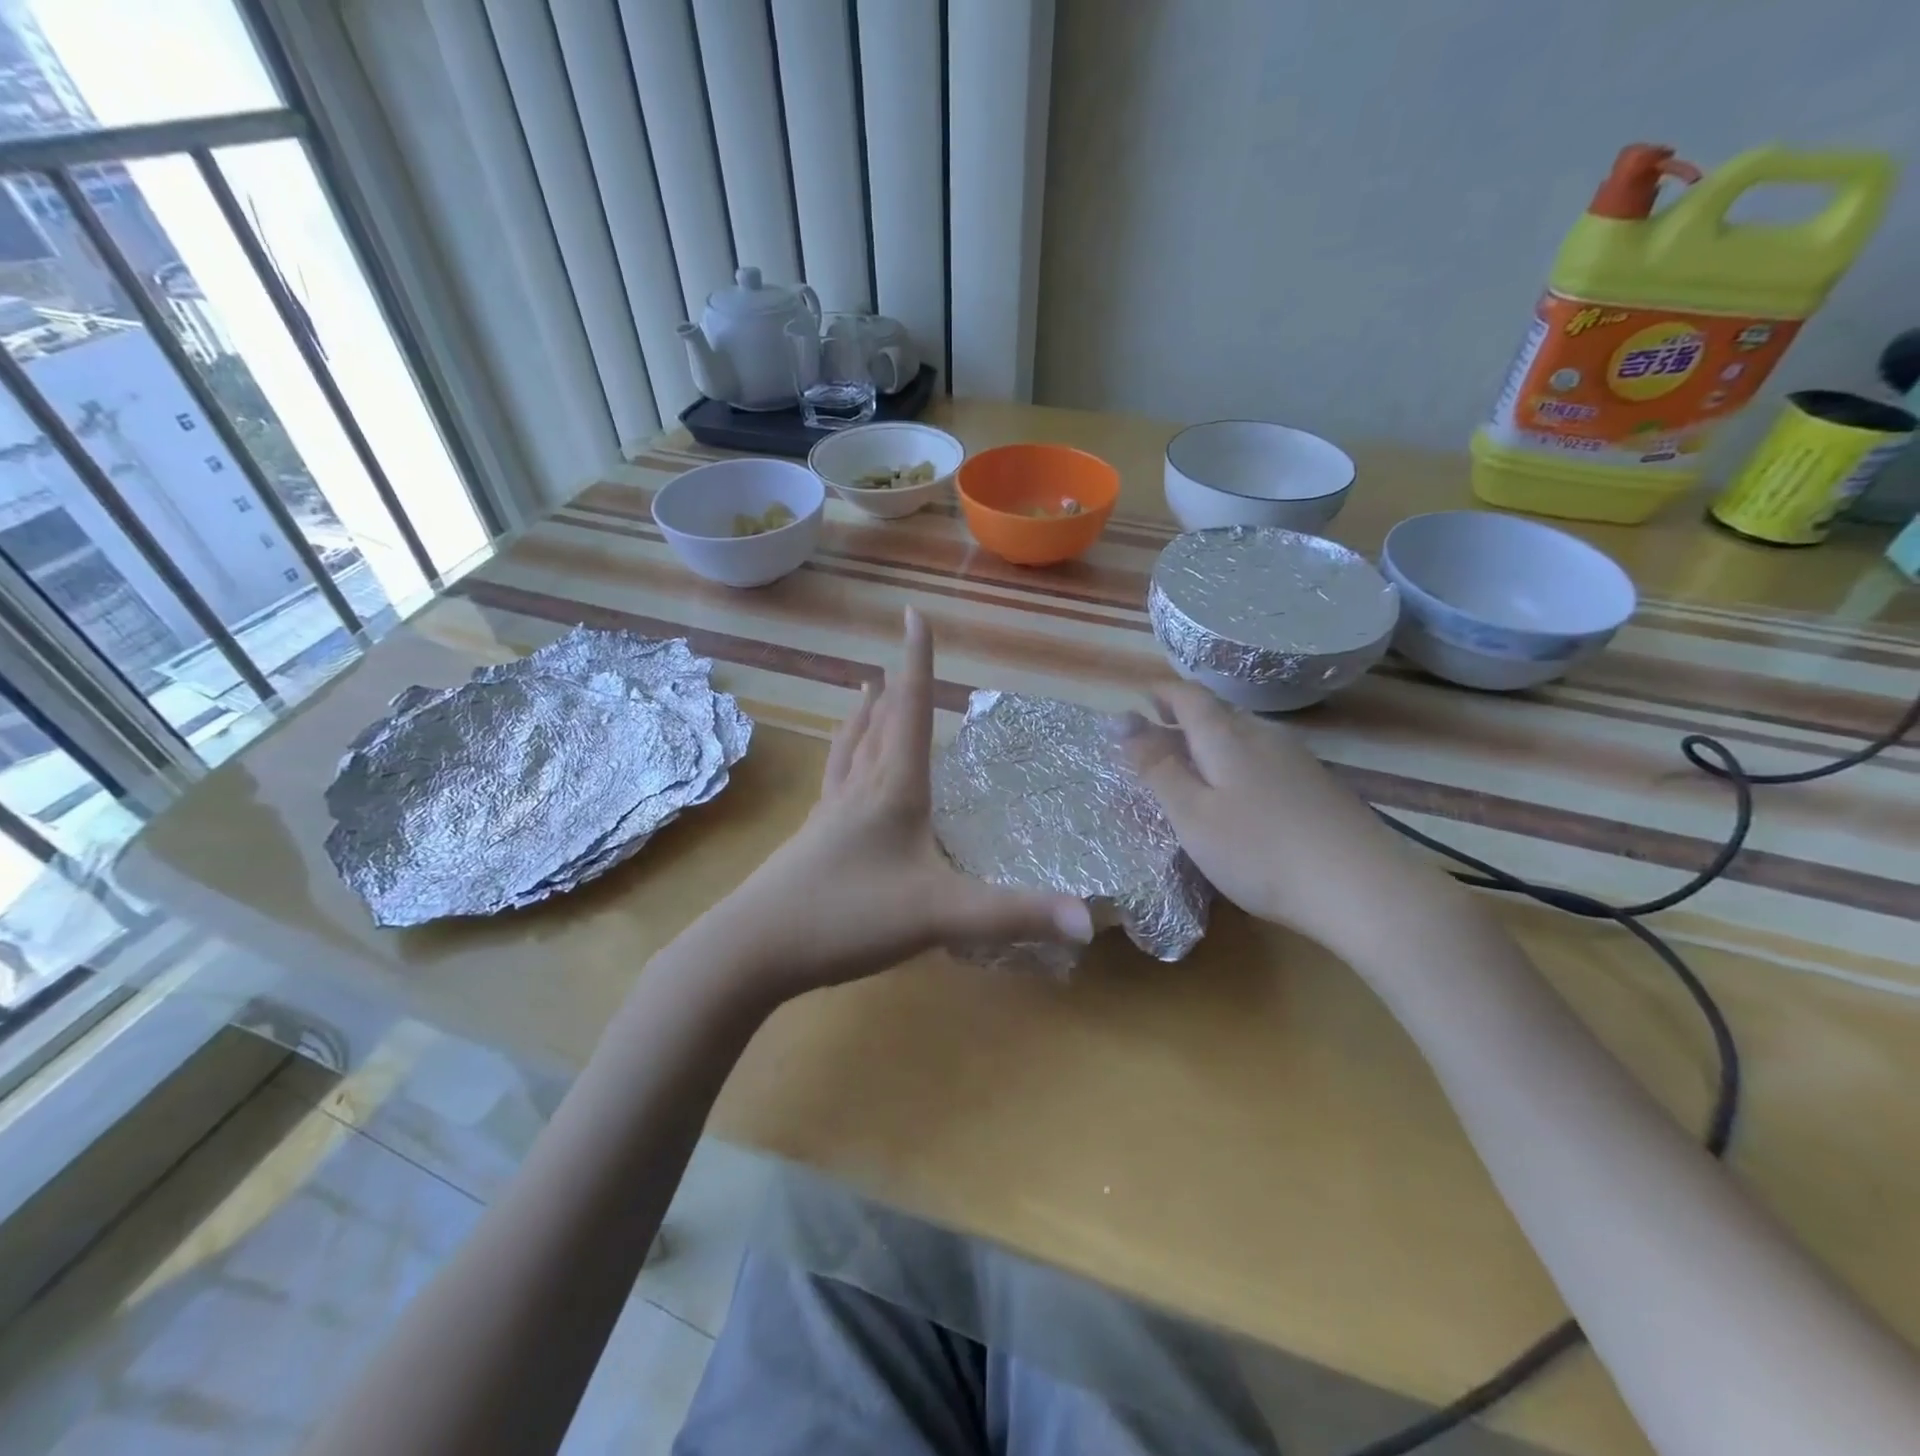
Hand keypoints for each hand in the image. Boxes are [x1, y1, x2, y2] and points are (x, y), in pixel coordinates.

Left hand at [710, 608, 1091, 1002]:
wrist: (754, 949)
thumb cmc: (849, 916)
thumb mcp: (940, 915)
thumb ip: (1013, 913)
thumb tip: (1089, 918)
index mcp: (893, 790)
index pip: (913, 712)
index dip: (918, 662)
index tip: (913, 614)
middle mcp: (860, 790)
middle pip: (881, 726)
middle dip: (897, 689)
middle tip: (900, 659)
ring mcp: (830, 814)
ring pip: (851, 751)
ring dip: (864, 718)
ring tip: (864, 692)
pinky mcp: (812, 840)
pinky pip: (834, 782)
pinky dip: (844, 759)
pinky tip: (839, 776)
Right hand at [1113, 685, 1412, 950]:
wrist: (1362, 888)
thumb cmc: (1259, 851)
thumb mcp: (1192, 814)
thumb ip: (1156, 766)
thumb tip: (1120, 719)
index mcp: (1226, 737)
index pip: (1189, 696)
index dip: (1162, 693)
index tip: (1139, 700)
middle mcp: (1264, 736)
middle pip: (1218, 713)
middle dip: (1183, 719)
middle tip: (1155, 742)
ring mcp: (1297, 760)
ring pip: (1244, 736)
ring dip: (1211, 743)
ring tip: (1191, 770)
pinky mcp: (1319, 786)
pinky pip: (1265, 759)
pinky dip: (1238, 765)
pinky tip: (1239, 798)